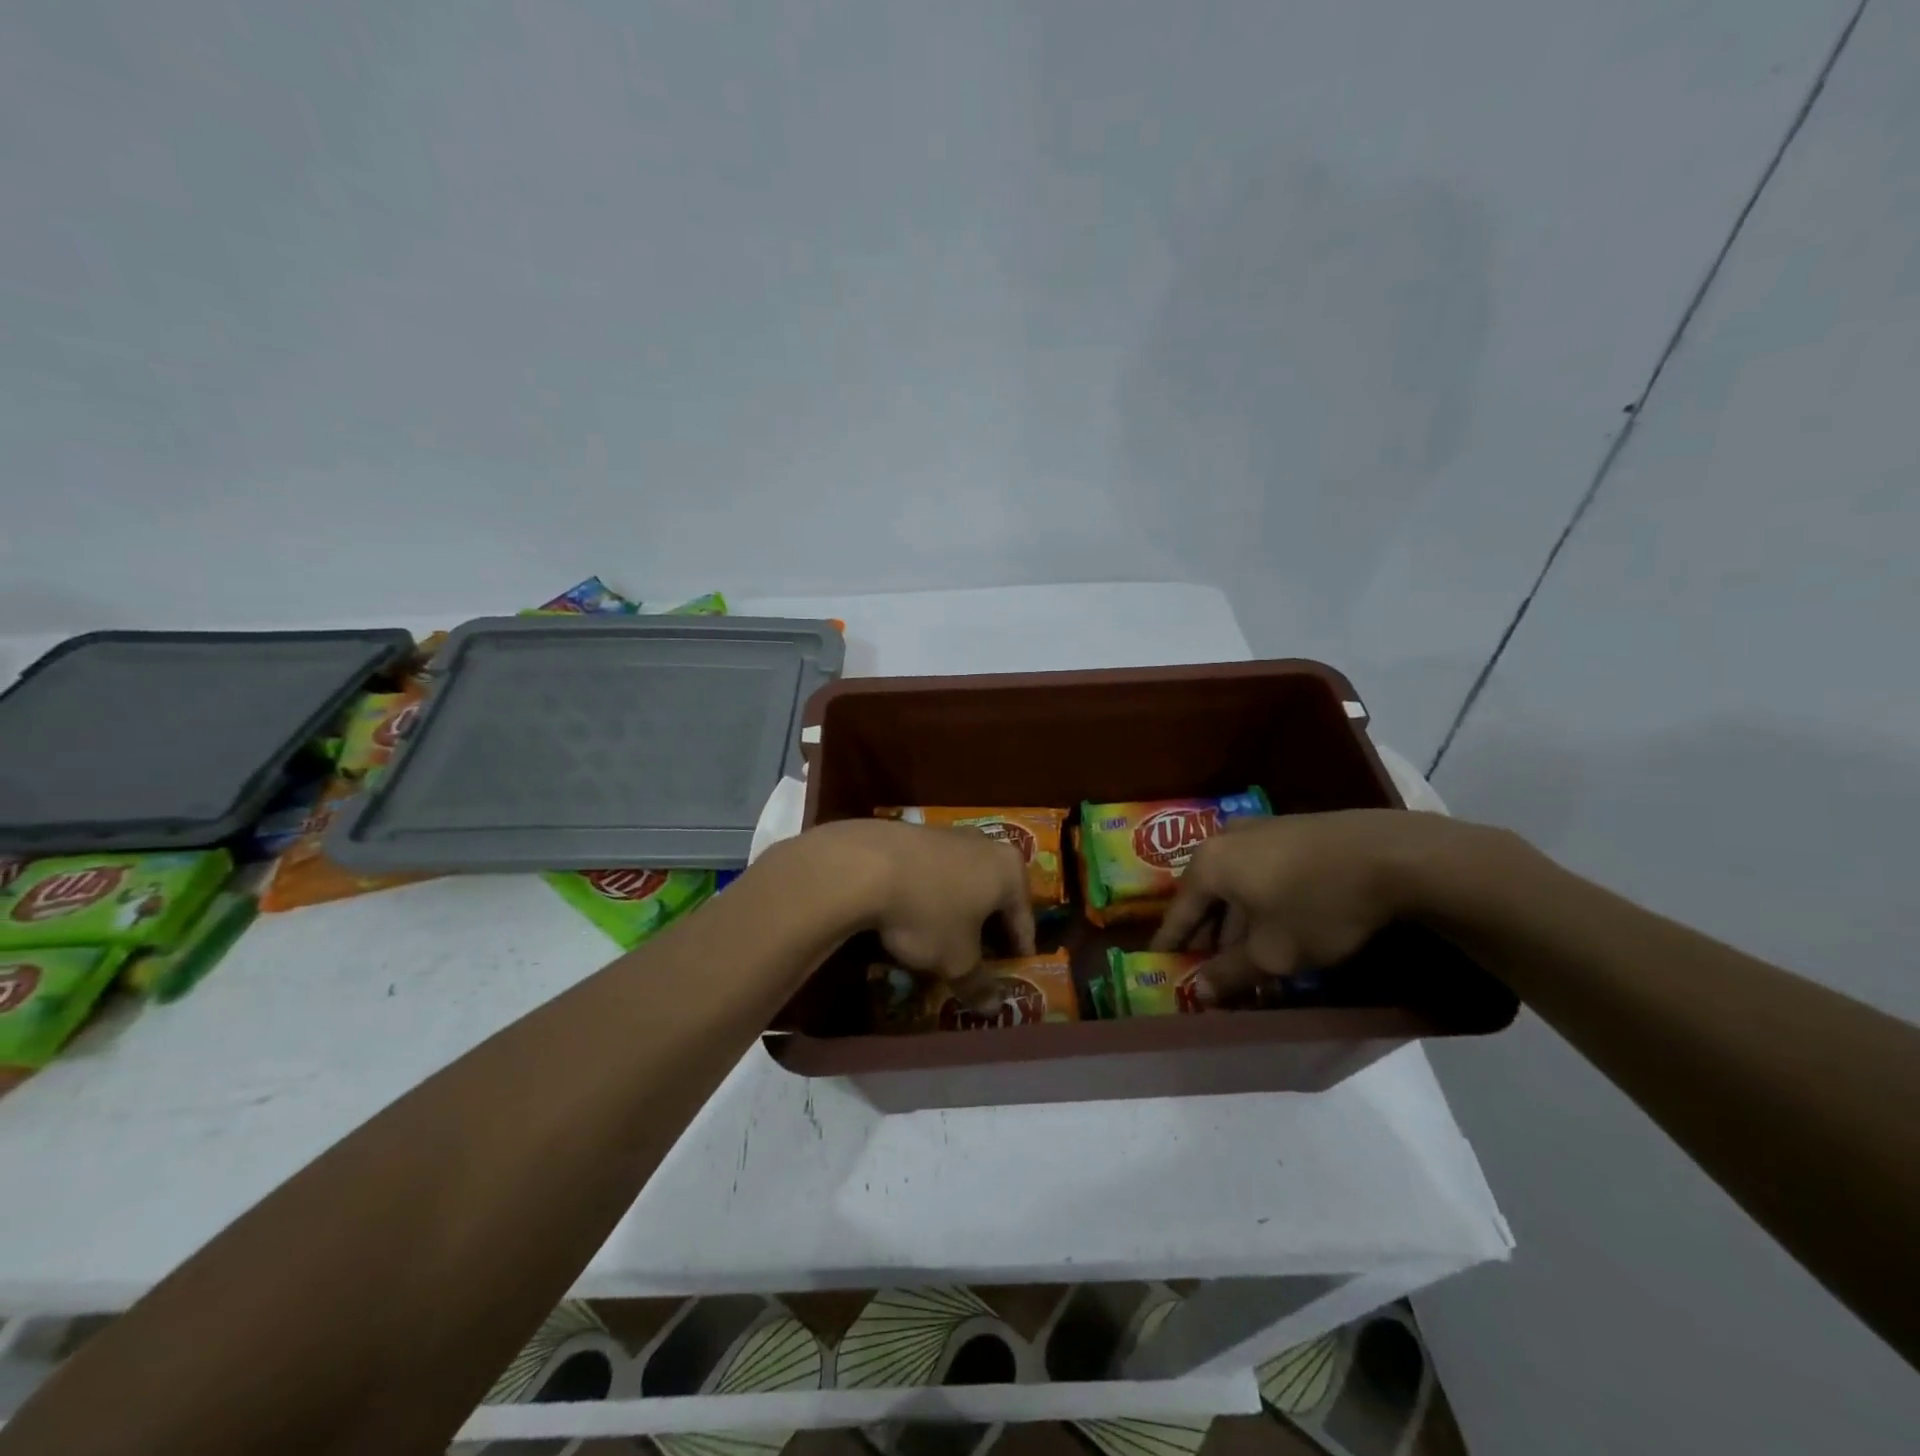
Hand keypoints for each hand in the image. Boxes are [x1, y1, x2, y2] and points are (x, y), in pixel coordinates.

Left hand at [797, 819, 1035, 982]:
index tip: (1016, 970)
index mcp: (1010, 871)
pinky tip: (915, 911)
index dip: (1020, 949)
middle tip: (983, 955)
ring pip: (964, 879)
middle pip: (995, 894)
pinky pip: (934, 871)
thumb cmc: (928, 912)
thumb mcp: (956, 959)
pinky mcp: (914, 832)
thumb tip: (992, 1007)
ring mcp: (949, 833)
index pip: (1024, 918)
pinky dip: (932, 892)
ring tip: (946, 935)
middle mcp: (986, 844)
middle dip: (989, 924)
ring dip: (959, 906)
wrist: (865, 864)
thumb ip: (978, 983)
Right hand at [1149, 809, 1469, 1002]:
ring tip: (1246, 953)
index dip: (1171, 943)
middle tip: (1209, 966)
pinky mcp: (1293, 829)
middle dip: (1207, 934)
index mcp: (1209, 865)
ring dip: (1236, 918)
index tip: (1161, 964)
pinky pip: (1261, 870)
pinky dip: (1260, 899)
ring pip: (1235, 882)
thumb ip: (1230, 973)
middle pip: (1205, 894)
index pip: (1178, 912)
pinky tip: (1277, 923)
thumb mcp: (1273, 953)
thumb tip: (1198, 993)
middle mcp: (1225, 839)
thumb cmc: (1318, 906)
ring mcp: (1261, 828)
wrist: (1393, 855)